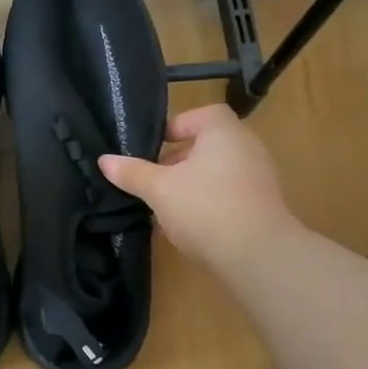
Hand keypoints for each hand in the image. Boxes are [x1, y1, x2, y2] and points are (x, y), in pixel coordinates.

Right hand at [100, 104, 298, 269]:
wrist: (257, 254)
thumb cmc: (204, 207)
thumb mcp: (159, 189)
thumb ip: (133, 173)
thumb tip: (104, 160)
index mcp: (224, 133)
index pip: (204, 114)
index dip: (178, 126)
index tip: (156, 147)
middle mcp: (247, 149)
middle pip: (208, 145)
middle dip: (178, 161)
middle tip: (153, 179)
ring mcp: (259, 179)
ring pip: (216, 173)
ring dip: (190, 186)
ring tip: (164, 207)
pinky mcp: (262, 207)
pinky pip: (228, 196)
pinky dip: (207, 205)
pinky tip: (185, 228)